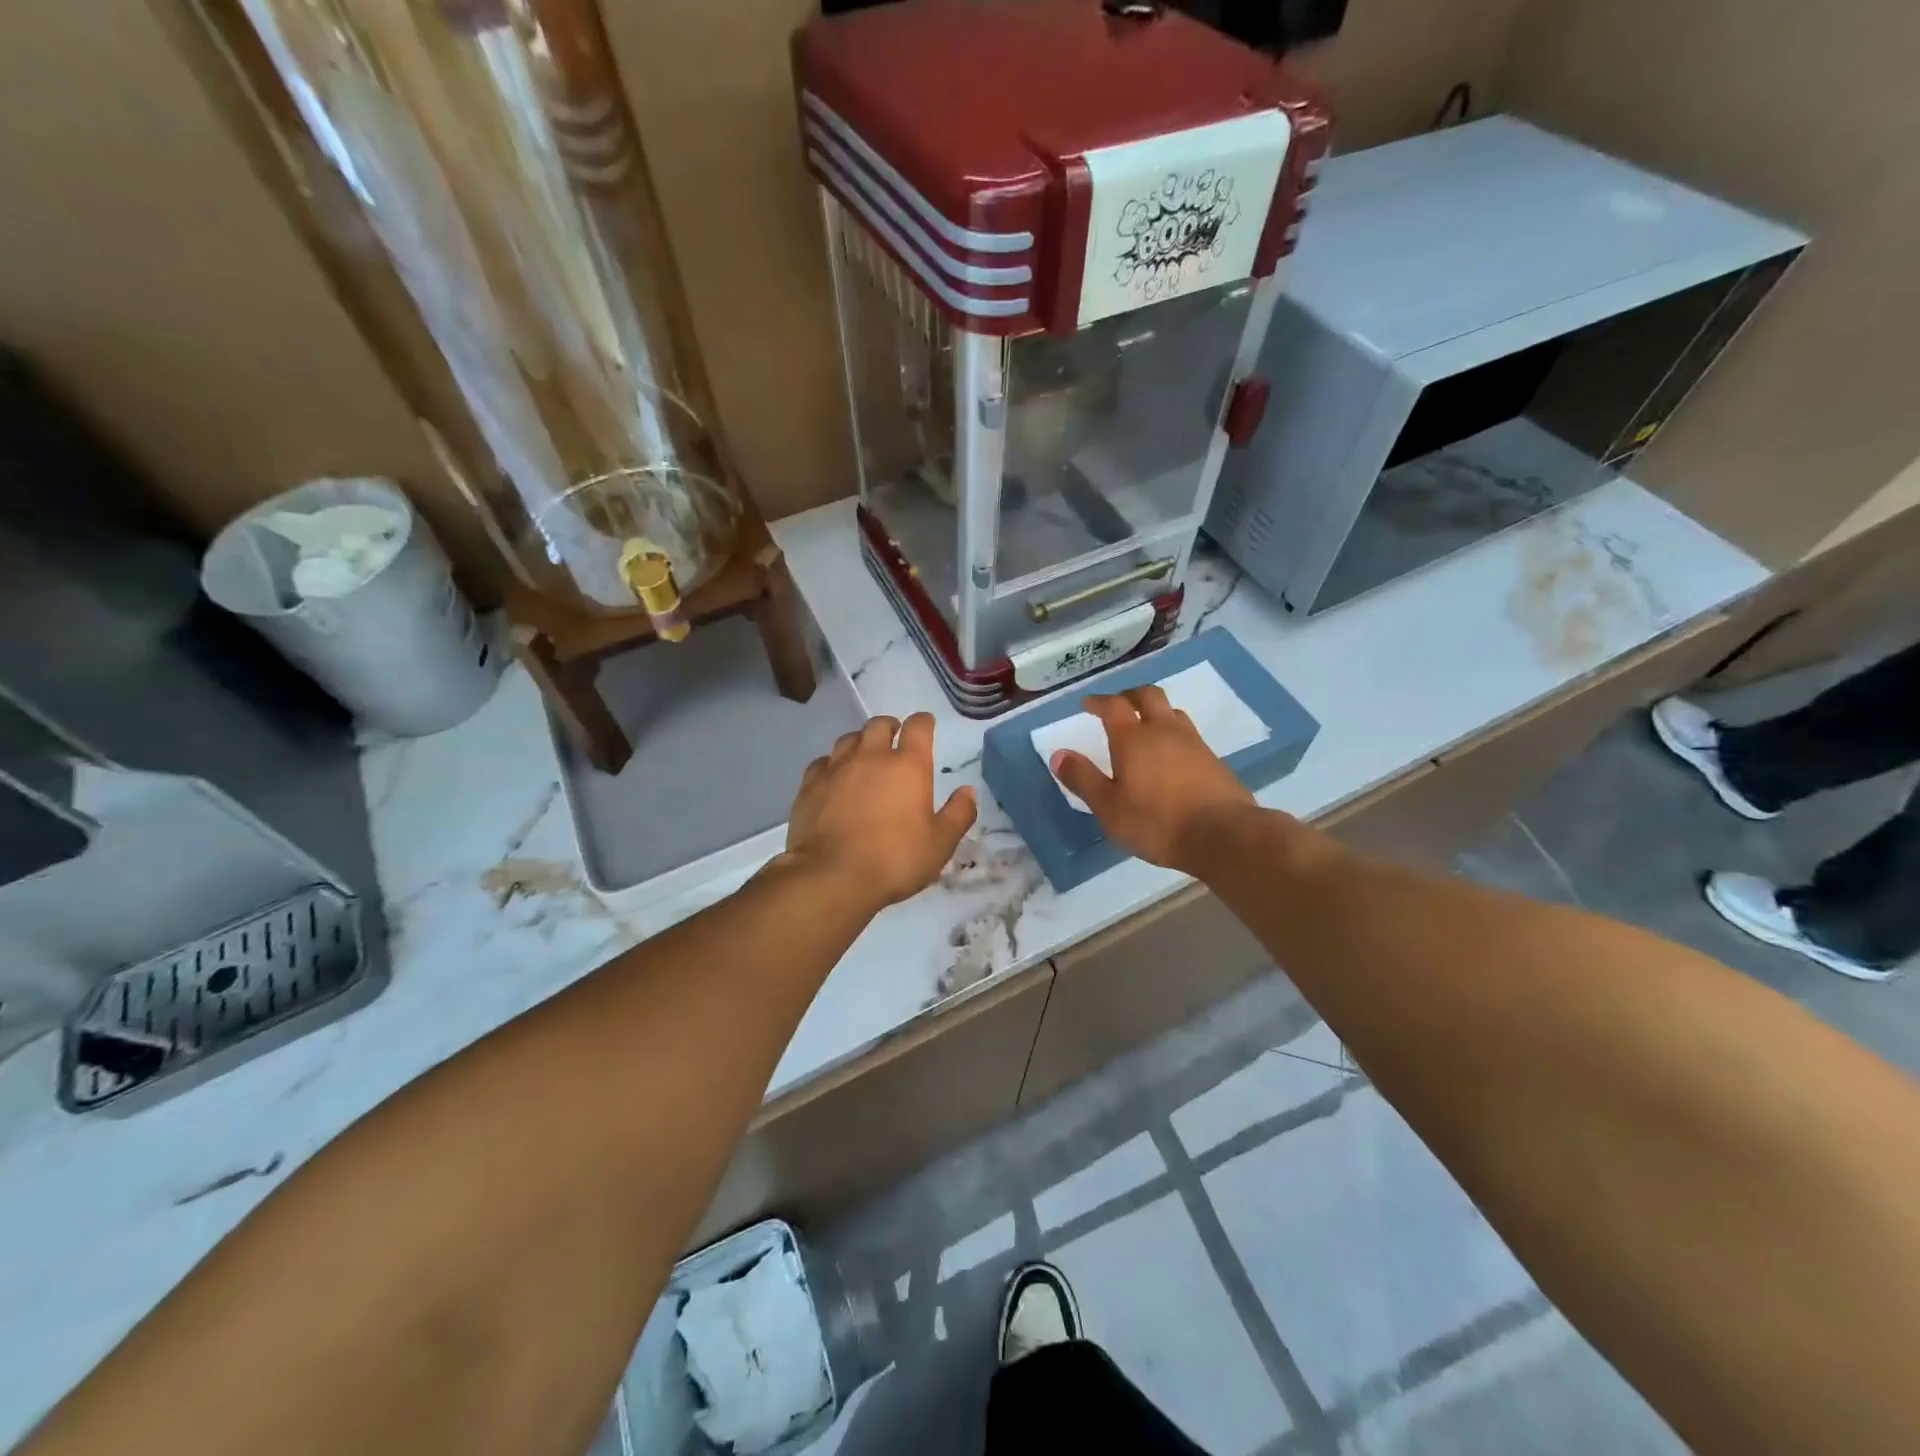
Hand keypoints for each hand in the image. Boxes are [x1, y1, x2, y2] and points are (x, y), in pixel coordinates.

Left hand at [786, 713, 976, 908]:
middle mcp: (871, 757)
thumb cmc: (895, 859)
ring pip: (848, 739)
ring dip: (860, 742)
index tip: (926, 725)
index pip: (918, 727)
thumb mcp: (940, 844)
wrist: (833, 876)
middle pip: (879, 725)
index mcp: (908, 766)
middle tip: (894, 739)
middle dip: (889, 727)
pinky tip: (833, 779)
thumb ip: (958, 814)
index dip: (924, 722)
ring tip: (864, 756)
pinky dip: (831, 765)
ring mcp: (836, 769)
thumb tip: (968, 791)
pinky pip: (821, 763)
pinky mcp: (809, 786)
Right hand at [1050, 686, 1257, 876]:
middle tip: (1118, 705)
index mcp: (1133, 738)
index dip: (1099, 701)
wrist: (1222, 835)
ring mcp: (1193, 743)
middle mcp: (1164, 731)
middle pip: (1148, 696)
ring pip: (1172, 712)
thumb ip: (1083, 778)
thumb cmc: (1156, 822)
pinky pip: (1189, 735)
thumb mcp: (1109, 807)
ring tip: (1145, 727)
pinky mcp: (1213, 760)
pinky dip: (1173, 735)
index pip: (1113, 706)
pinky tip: (1171, 756)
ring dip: (1155, 712)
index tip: (1088, 704)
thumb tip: (1058, 754)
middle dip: (1130, 695)